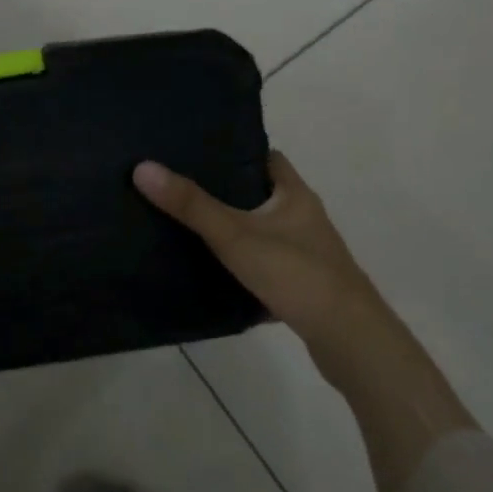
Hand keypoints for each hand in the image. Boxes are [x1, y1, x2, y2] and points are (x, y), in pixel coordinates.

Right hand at [135, 149, 475, 491]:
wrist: (349, 341)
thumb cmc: (296, 274)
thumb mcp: (236, 235)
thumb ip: (191, 205)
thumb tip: (143, 168)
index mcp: (294, 194)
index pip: (265, 157)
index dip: (234, 150)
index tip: (196, 150)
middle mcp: (304, 217)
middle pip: (260, 194)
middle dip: (224, 191)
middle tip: (179, 187)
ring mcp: (306, 253)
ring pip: (261, 231)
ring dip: (232, 228)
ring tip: (186, 224)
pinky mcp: (301, 286)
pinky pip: (264, 264)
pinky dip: (241, 263)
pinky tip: (211, 270)